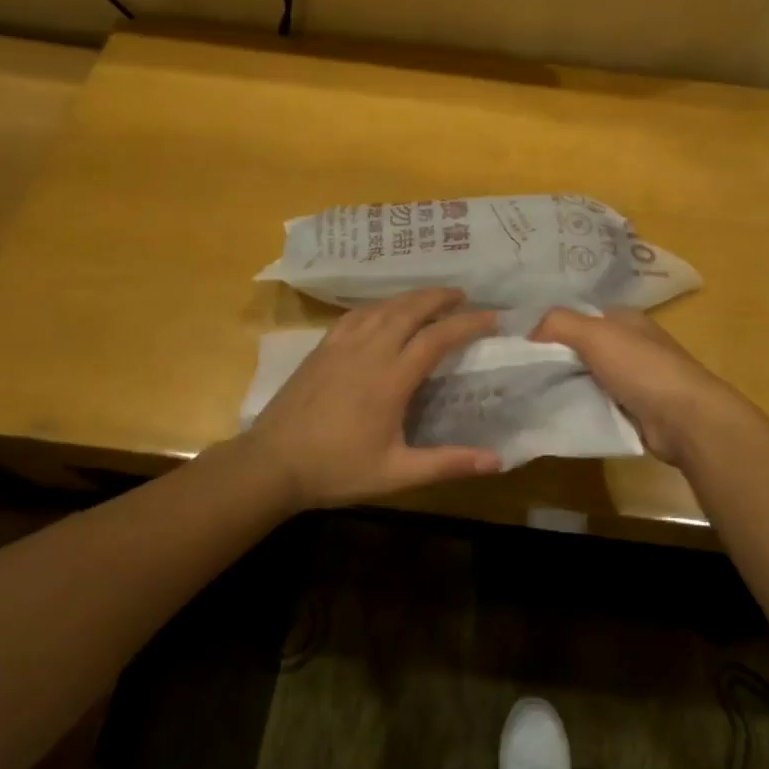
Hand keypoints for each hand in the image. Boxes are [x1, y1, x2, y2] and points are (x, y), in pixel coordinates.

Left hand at [241, 289, 501, 509]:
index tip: (492, 317)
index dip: (468, 323)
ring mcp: (341, 346)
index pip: (437, 338)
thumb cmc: (337, 469)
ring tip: (430, 297)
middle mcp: (369, 351)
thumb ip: (447, 463)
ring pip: (382, 307)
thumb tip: (497, 461)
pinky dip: (379, 306)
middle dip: (439, 297)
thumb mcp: (397, 473)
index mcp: (391, 378)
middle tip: (463, 295)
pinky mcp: (322, 348)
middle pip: (410, 309)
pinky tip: (383, 311)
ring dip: (411, 297)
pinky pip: (356, 315)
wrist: (271, 463)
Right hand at [530, 307, 744, 467]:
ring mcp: (634, 379)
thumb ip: (559, 323)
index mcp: (625, 320)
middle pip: (581, 348)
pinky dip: (580, 407)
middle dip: (554, 359)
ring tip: (529, 394)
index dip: (551, 326)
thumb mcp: (595, 334)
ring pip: (587, 378)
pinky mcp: (634, 410)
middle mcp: (630, 345)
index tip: (520, 343)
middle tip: (518, 372)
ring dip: (565, 385)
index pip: (580, 316)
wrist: (684, 419)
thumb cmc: (641, 368)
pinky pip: (597, 403)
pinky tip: (556, 413)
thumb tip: (529, 332)